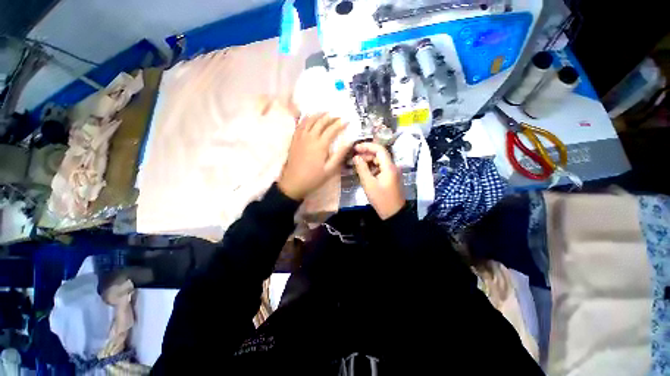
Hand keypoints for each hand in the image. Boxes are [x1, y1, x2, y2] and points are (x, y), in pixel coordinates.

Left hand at [277, 113, 349, 199]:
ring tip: (325, 112)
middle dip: (330, 116)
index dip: (341, 124)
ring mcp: (300, 137)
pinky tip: (309, 118)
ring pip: (309, 120)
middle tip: (338, 115)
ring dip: (318, 114)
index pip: (332, 129)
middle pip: (321, 121)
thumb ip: (340, 155)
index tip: (347, 121)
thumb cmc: (313, 178)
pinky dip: (306, 118)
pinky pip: (300, 125)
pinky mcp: (294, 140)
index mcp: (320, 145)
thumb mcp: (330, 169)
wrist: (293, 183)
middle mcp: (310, 137)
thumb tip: (349, 142)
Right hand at [352, 142, 404, 219]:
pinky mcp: (391, 178)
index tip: (355, 148)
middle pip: (379, 155)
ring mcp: (393, 172)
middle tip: (354, 159)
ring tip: (358, 166)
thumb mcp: (369, 184)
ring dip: (369, 162)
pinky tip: (365, 173)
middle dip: (366, 155)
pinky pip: (381, 169)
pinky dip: (373, 168)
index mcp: (389, 167)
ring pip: (380, 162)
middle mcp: (393, 167)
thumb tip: (356, 157)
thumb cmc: (381, 199)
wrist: (394, 214)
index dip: (367, 146)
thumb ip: (362, 169)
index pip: (379, 149)